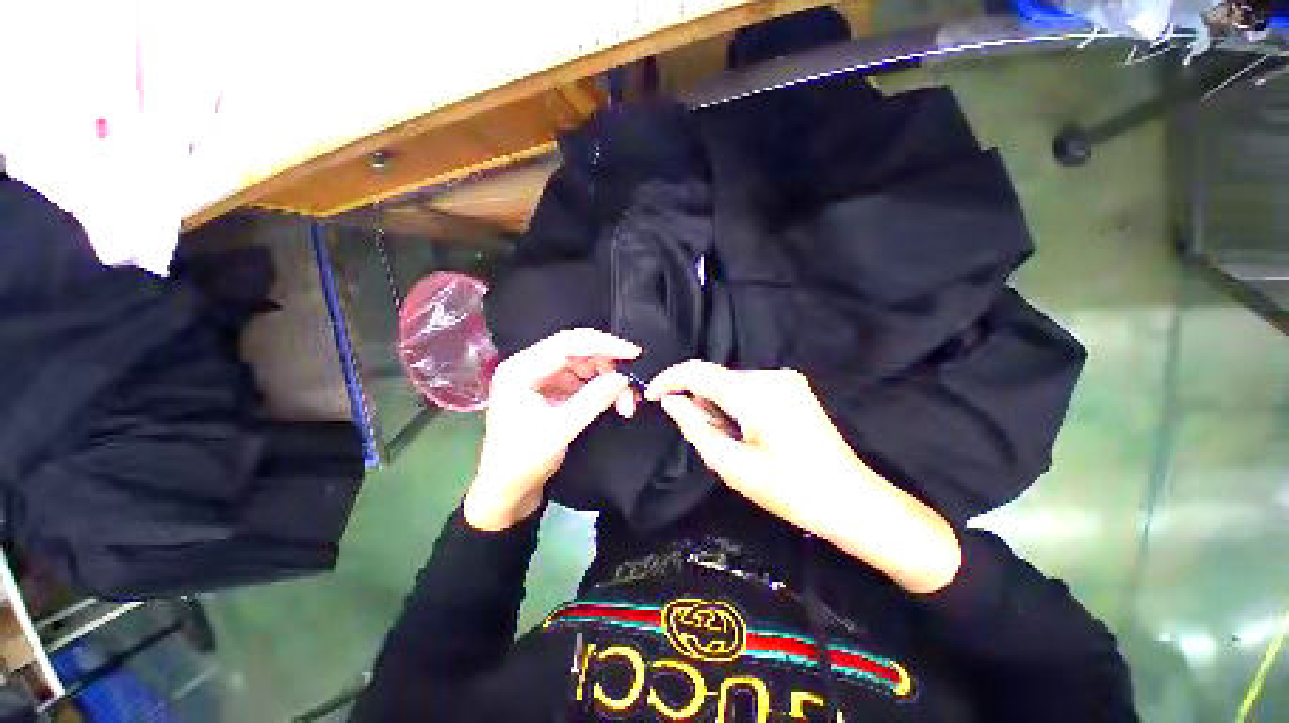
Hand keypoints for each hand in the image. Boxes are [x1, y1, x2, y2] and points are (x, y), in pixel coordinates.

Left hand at [464, 329, 639, 530]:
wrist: (506, 490)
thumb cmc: (523, 461)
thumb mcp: (560, 429)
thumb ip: (593, 400)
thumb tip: (624, 378)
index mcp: (521, 369)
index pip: (567, 344)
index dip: (603, 345)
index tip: (633, 353)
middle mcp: (530, 367)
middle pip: (578, 352)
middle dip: (609, 367)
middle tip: (632, 386)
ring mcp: (542, 379)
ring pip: (585, 367)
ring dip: (609, 380)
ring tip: (627, 403)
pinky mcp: (553, 391)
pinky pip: (584, 381)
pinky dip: (602, 389)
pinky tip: (617, 402)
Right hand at [646, 360, 960, 593]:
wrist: (851, 500)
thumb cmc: (790, 491)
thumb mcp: (732, 465)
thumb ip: (696, 426)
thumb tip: (671, 401)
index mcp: (756, 394)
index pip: (698, 371)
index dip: (669, 379)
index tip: (651, 396)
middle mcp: (771, 376)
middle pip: (715, 378)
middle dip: (698, 401)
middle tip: (702, 436)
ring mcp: (786, 379)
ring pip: (731, 383)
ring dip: (717, 405)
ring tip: (730, 439)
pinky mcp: (793, 386)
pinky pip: (748, 388)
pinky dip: (735, 404)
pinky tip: (747, 431)